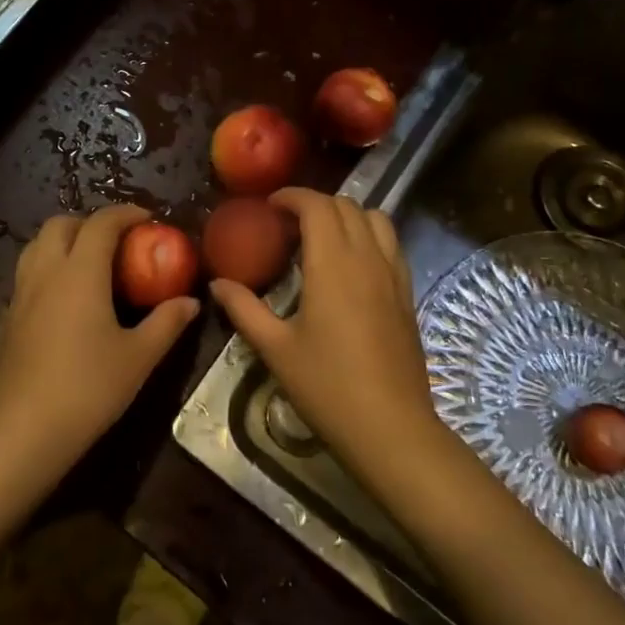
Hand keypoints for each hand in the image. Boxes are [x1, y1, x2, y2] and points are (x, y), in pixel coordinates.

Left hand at [0, 205, 200, 492]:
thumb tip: (191, 302)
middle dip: (91, 222)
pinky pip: (29, 271)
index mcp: (80, 273)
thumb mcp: (139, 357)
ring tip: (92, 263)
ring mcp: (22, 294)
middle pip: (61, 224)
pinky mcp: (10, 317)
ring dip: (66, 240)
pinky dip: (50, 264)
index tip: (149, 219)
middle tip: (119, 242)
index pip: (101, 223)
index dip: (126, 213)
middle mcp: (46, 272)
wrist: (24, 432)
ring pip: (38, 244)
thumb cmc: (88, 389)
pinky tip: (69, 297)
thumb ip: (167, 323)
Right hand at [209, 189, 443, 483]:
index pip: (317, 206)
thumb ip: (244, 309)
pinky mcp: (407, 293)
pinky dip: (369, 235)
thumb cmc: (327, 386)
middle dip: (316, 204)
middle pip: (346, 205)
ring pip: (376, 218)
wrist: (390, 428)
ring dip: (347, 215)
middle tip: (288, 223)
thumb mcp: (275, 348)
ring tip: (323, 237)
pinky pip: (391, 243)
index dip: (292, 196)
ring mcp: (393, 274)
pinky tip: (352, 264)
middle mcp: (367, 257)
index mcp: (333, 263)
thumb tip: (217, 284)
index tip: (270, 206)